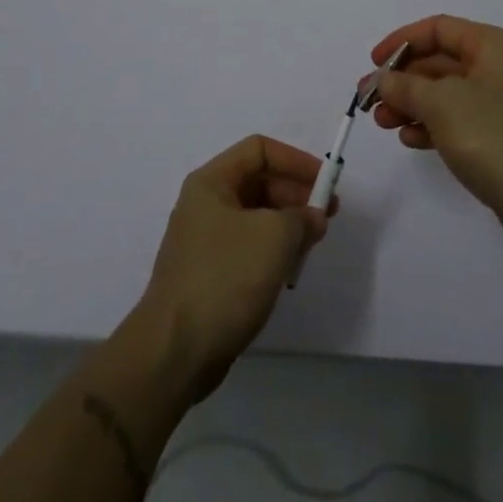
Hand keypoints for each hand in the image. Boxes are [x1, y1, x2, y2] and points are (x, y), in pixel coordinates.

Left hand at [134, 135, 331, 401]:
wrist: (175, 351)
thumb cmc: (225, 278)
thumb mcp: (274, 237)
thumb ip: (302, 218)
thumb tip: (314, 217)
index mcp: (211, 182)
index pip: (259, 150)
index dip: (295, 160)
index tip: (325, 183)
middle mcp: (205, 203)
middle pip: (258, 181)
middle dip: (295, 194)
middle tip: (327, 215)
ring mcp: (205, 240)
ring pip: (255, 216)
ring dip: (287, 223)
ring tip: (313, 243)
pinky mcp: (209, 273)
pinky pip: (248, 246)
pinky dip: (272, 249)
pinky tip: (290, 268)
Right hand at [371, 15, 502, 253]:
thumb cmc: (494, 136)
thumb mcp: (441, 103)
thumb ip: (404, 86)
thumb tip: (380, 80)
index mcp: (492, 46)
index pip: (438, 29)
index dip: (401, 41)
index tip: (373, 64)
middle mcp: (499, 68)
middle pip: (440, 62)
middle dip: (403, 79)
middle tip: (370, 100)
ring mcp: (502, 105)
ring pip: (446, 94)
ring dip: (412, 104)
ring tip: (383, 123)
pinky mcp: (501, 138)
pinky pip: (458, 121)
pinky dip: (432, 125)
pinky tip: (411, 140)